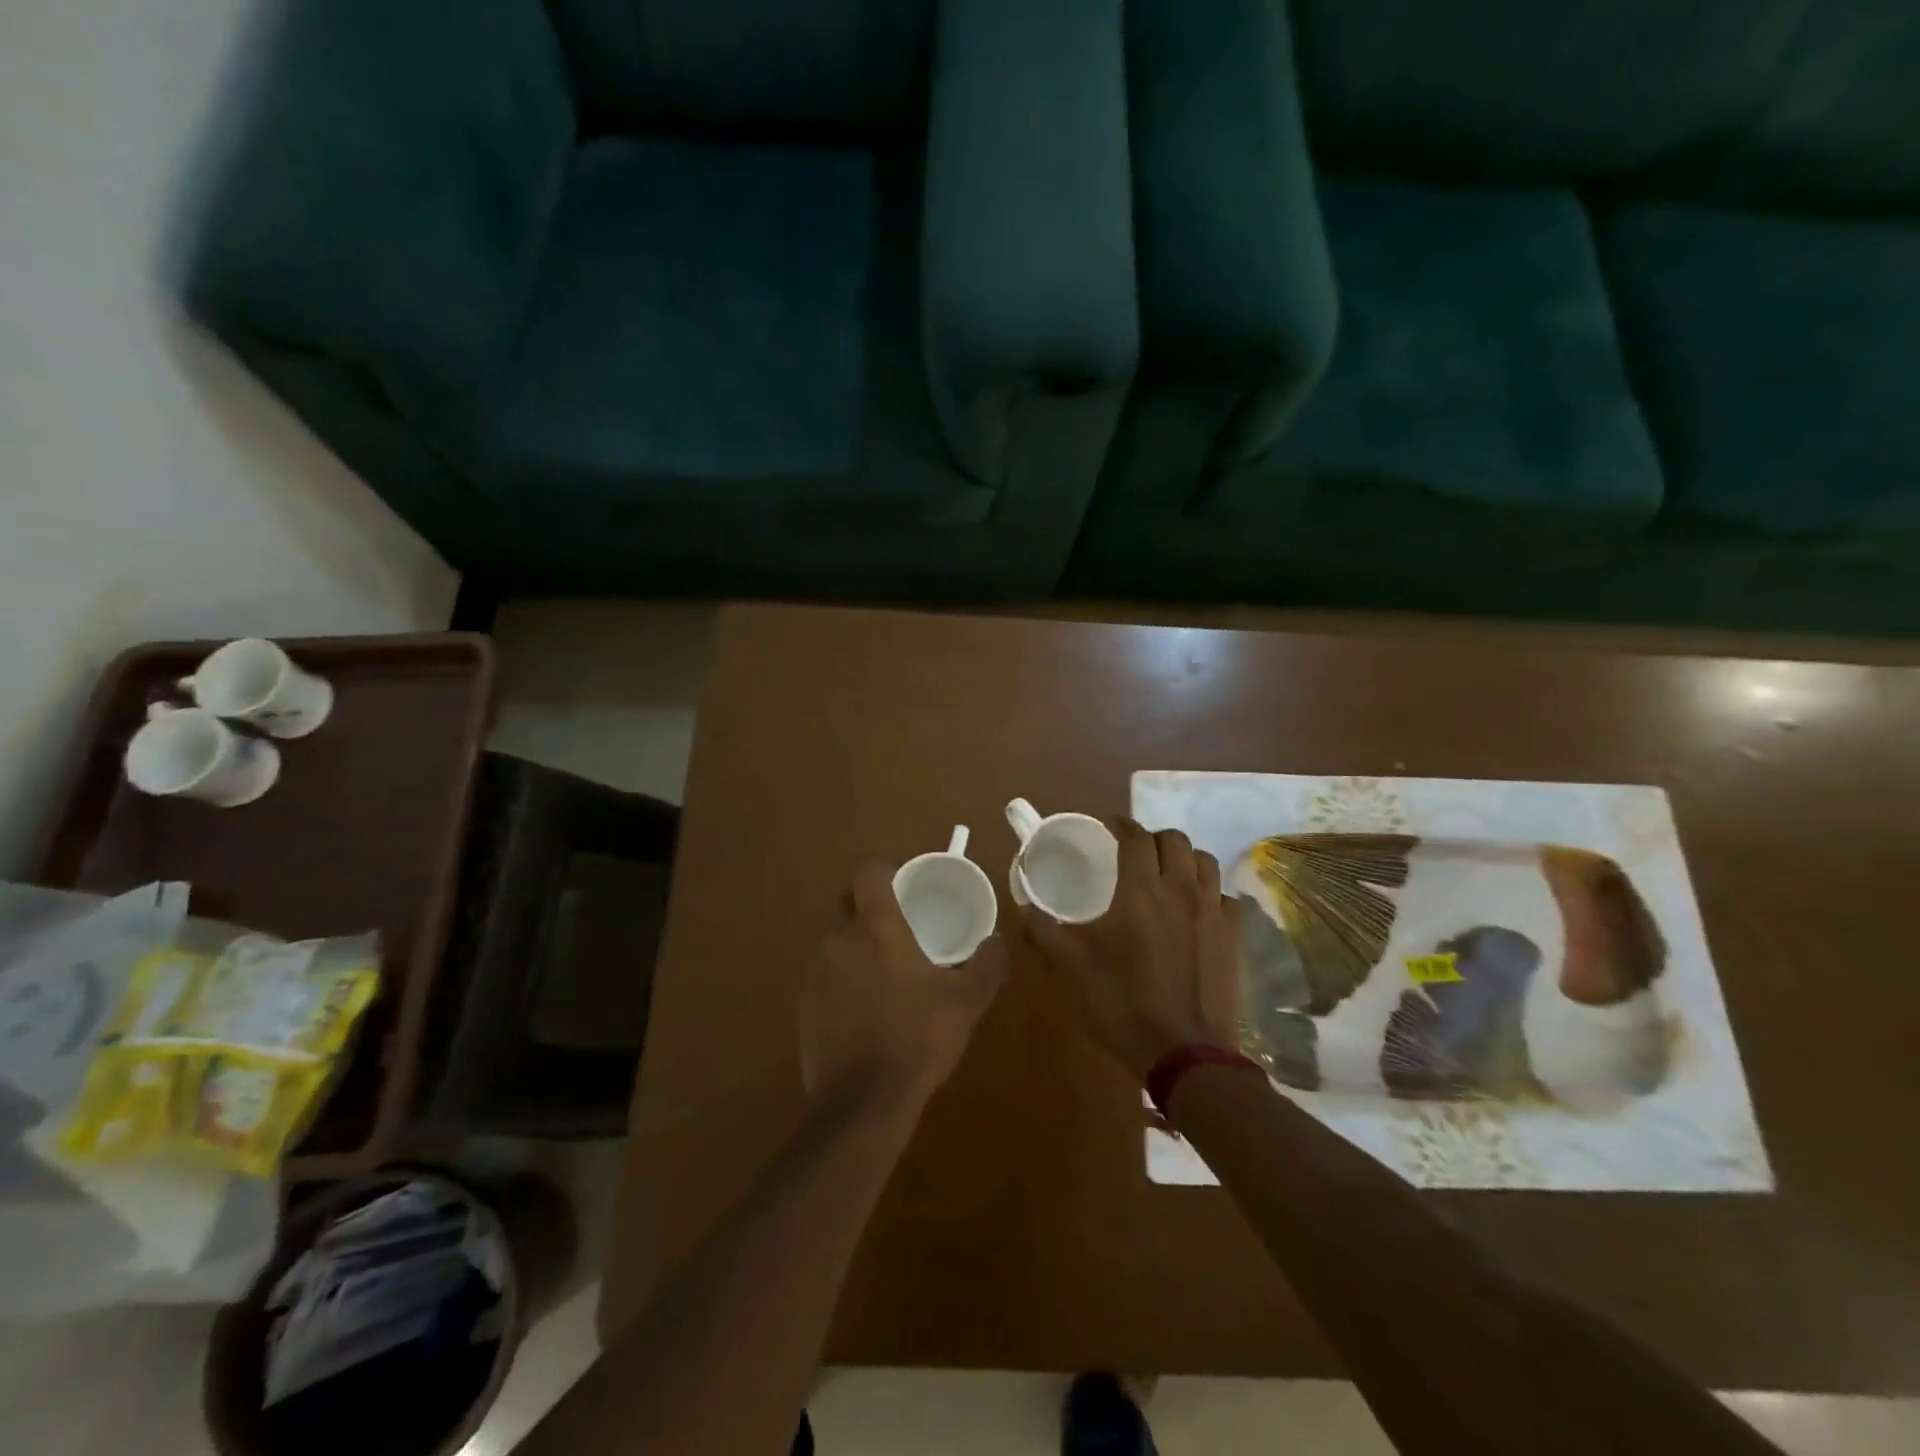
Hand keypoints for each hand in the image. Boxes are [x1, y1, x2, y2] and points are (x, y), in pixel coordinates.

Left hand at [800, 860, 1008, 1109]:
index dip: (884, 872)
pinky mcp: (803, 1005)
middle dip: (872, 912)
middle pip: (849, 906)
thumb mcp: (967, 1002)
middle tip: (901, 934)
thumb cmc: (917, 1039)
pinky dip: (842, 983)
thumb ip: (987, 964)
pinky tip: (864, 1013)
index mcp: (876, 928)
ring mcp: (815, 973)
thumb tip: (997, 940)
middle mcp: (838, 940)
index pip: (867, 872)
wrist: (862, 1103)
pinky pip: (825, 977)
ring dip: (857, 951)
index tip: (903, 888)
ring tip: (886, 979)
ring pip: (837, 943)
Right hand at [1020, 818, 1240, 1080]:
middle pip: (1174, 840)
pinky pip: (1225, 896)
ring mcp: (1212, 911)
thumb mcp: (1074, 968)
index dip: (1121, 824)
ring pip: (1204, 861)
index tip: (1109, 824)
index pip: (1135, 837)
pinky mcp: (1234, 936)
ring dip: (1183, 858)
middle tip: (1135, 852)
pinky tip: (1197, 908)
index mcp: (1141, 890)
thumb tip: (1023, 908)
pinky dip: (1210, 891)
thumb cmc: (1124, 1005)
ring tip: (1167, 873)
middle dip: (1152, 838)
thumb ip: (1045, 932)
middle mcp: (1180, 889)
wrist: (1185, 1053)